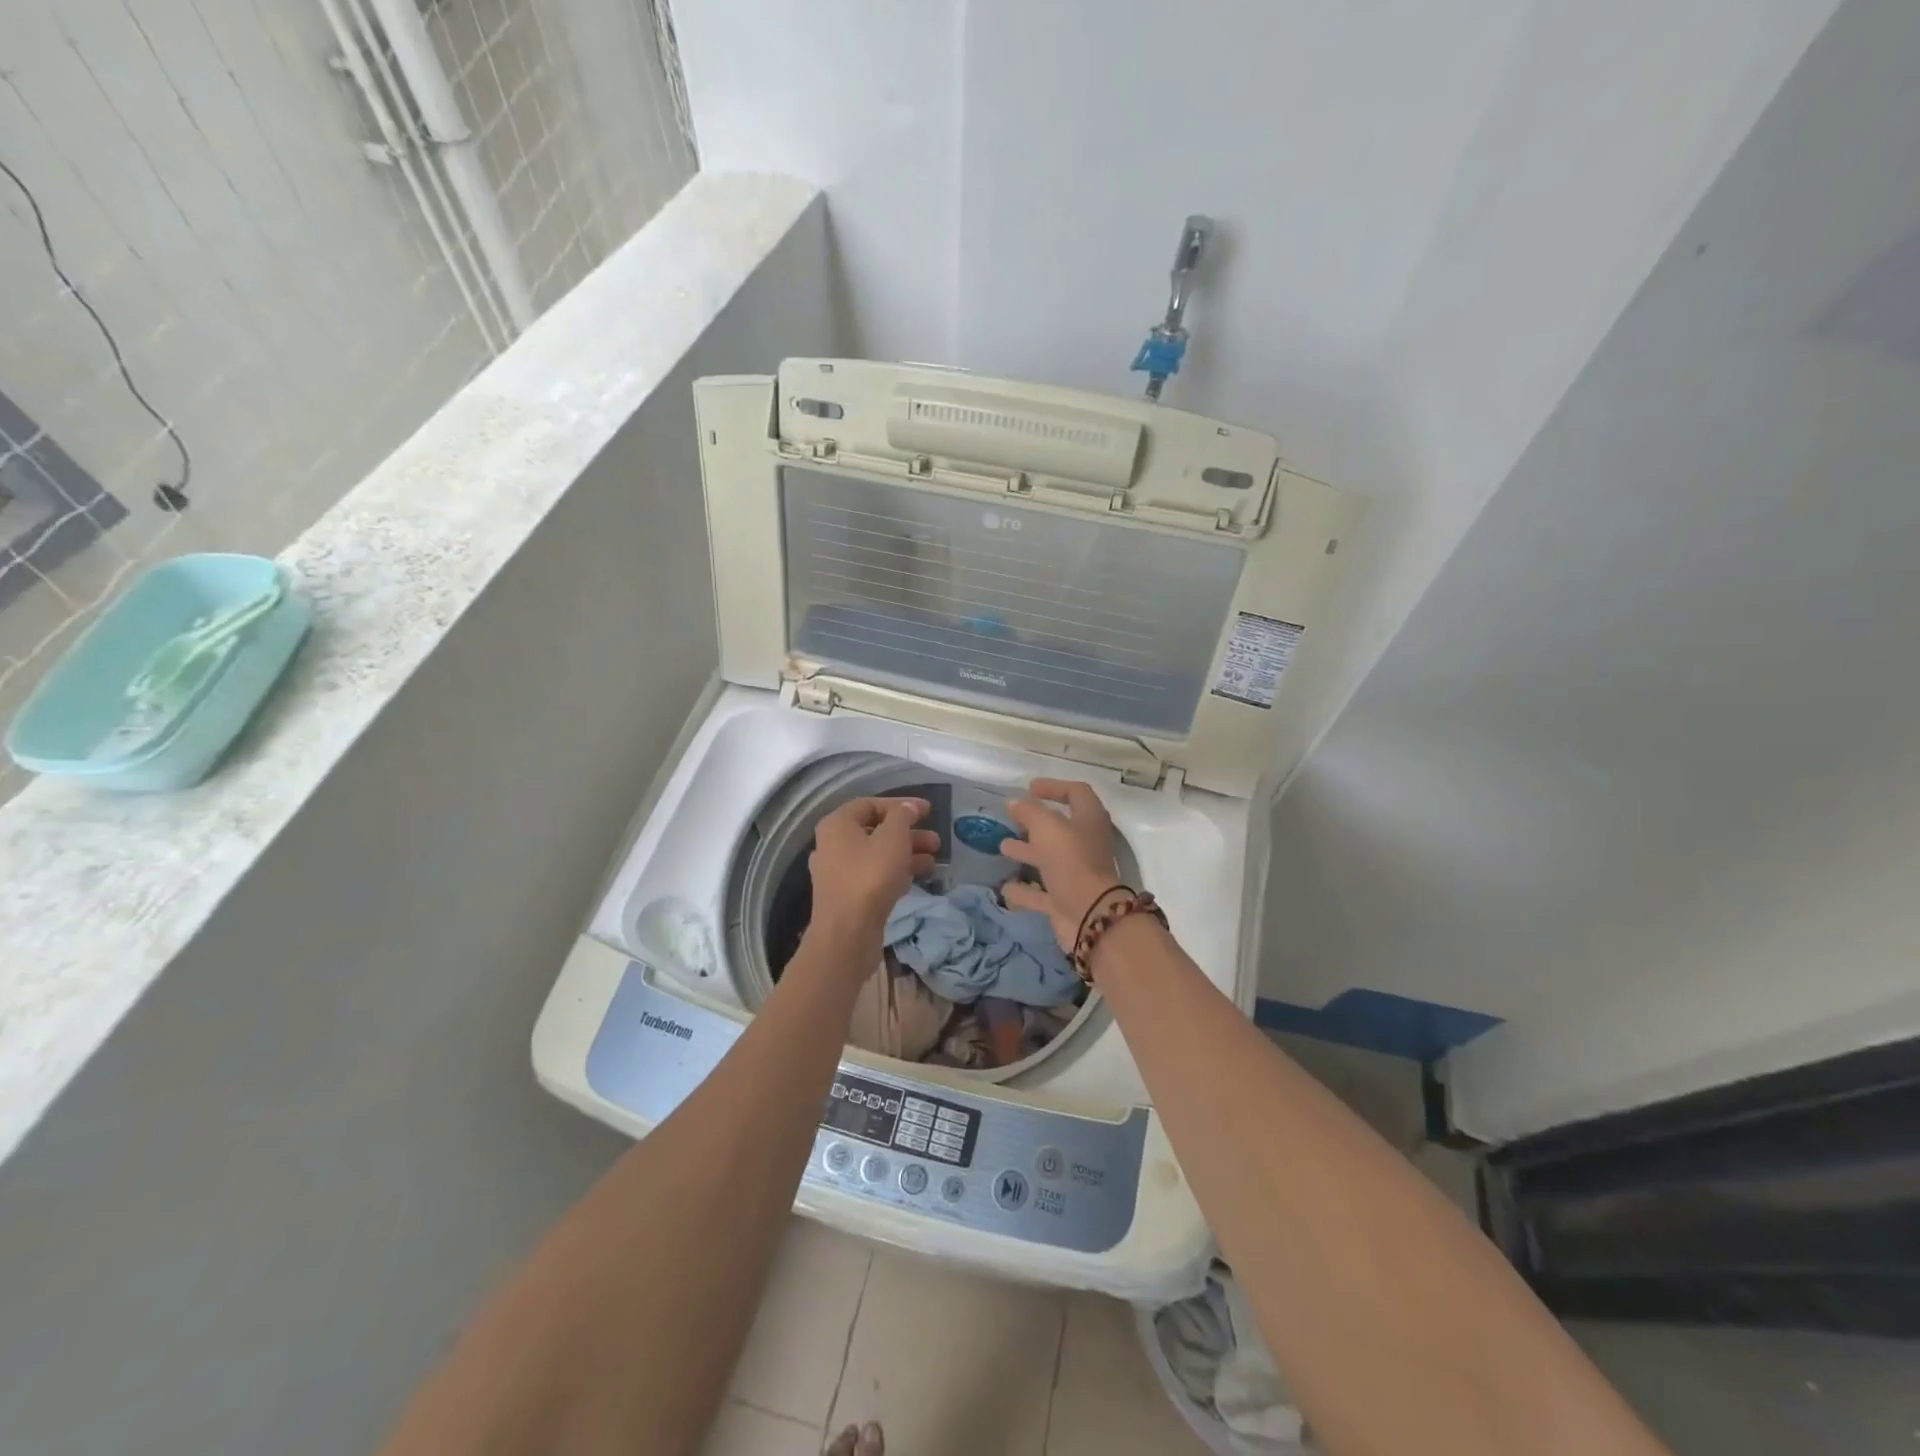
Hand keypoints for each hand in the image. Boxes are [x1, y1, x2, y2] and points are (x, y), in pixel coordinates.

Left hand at [807, 797, 939, 947]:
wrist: (847, 933)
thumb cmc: (870, 876)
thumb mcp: (893, 838)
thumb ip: (903, 816)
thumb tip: (908, 808)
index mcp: (837, 824)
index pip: (870, 804)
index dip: (900, 804)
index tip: (928, 811)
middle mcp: (832, 845)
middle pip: (875, 831)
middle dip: (908, 833)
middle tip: (936, 840)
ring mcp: (838, 873)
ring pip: (876, 855)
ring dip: (906, 854)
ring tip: (934, 860)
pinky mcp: (847, 897)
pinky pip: (873, 876)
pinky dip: (895, 872)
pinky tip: (917, 878)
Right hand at [1000, 779, 1122, 952]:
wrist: (1090, 916)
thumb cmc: (1072, 861)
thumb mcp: (1047, 827)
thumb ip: (1029, 811)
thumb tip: (1014, 802)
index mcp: (1089, 820)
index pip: (1076, 793)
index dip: (1054, 786)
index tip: (1030, 787)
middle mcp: (1085, 844)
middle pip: (1061, 827)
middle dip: (1036, 822)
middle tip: (1013, 818)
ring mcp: (1076, 874)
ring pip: (1050, 858)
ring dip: (1028, 851)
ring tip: (1003, 846)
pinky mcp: (1065, 900)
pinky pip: (1041, 892)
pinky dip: (1024, 890)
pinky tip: (1005, 887)